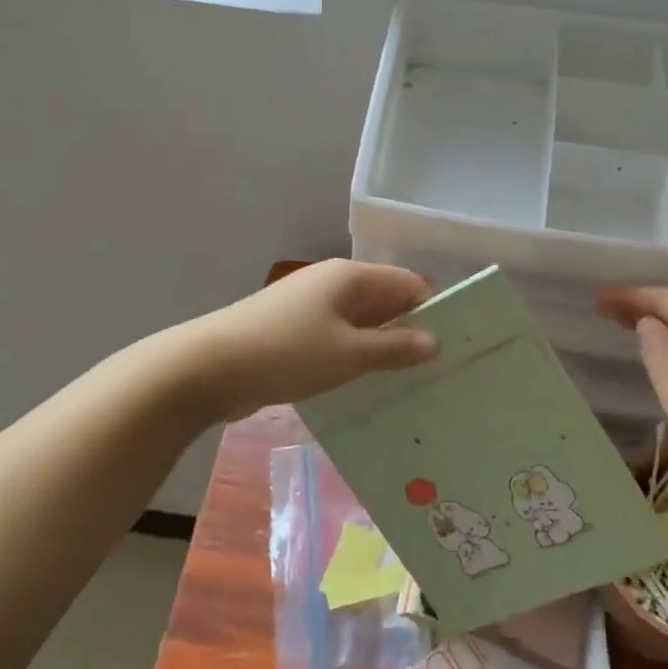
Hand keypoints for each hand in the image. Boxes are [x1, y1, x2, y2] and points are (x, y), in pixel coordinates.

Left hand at [174, 260, 437, 422]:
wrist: (207, 369)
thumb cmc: (286, 353)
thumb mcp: (349, 353)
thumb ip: (395, 347)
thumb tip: (435, 340)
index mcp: (350, 278)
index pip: (409, 284)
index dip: (436, 310)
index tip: (461, 345)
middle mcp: (332, 286)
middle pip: (386, 304)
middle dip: (412, 334)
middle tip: (443, 372)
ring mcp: (310, 310)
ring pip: (361, 327)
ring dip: (383, 352)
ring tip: (415, 387)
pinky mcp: (293, 335)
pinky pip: (337, 344)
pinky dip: (355, 361)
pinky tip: (370, 391)